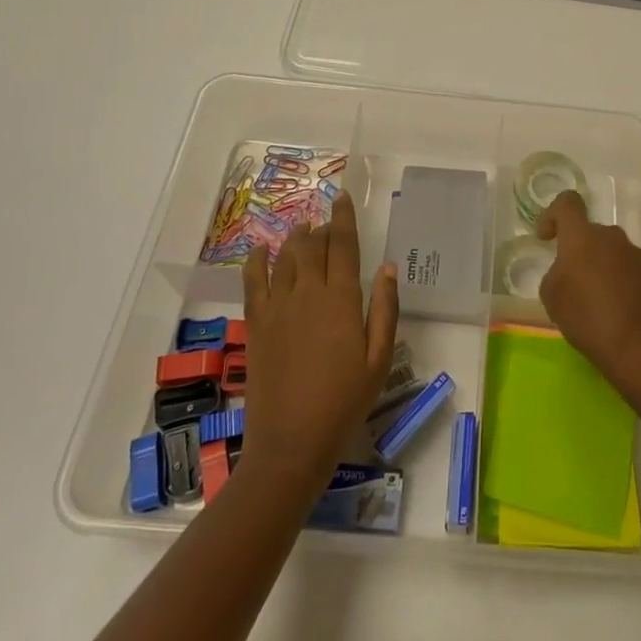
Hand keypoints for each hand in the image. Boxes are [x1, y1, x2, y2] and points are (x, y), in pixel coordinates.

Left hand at [242, 191, 398, 492]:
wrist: (291, 442)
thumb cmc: (344, 403)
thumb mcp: (379, 360)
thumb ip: (384, 309)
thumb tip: (388, 267)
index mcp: (341, 300)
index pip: (343, 245)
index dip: (344, 218)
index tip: (343, 197)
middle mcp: (308, 293)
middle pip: (312, 245)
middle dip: (320, 228)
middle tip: (327, 222)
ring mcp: (278, 307)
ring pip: (285, 257)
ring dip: (295, 239)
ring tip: (303, 230)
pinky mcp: (257, 324)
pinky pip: (253, 282)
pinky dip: (257, 261)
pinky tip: (261, 250)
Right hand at [534, 190, 640, 391]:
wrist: (636, 348)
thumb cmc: (586, 319)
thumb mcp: (552, 296)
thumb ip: (558, 274)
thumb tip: (571, 273)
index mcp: (582, 236)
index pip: (567, 204)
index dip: (553, 215)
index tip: (546, 238)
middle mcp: (612, 236)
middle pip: (592, 233)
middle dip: (580, 252)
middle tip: (572, 284)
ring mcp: (639, 256)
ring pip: (617, 251)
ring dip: (607, 265)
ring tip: (600, 298)